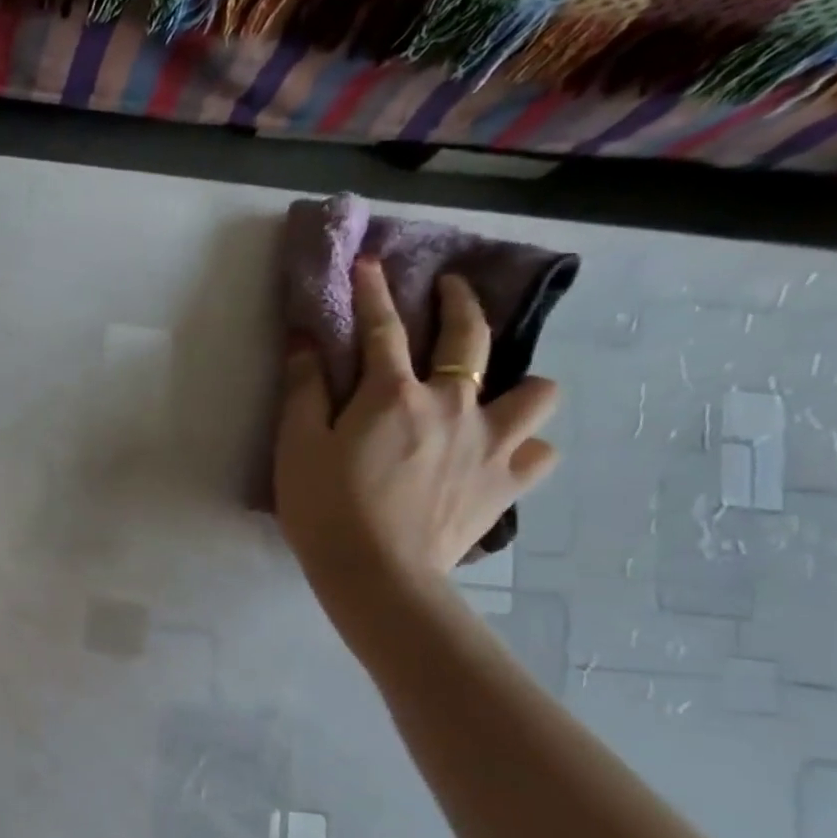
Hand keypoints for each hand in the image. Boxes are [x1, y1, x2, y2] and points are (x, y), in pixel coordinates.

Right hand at [275, 259, 559, 618]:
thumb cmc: (325, 508)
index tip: (370, 263)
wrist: (377, 574)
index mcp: (393, 394)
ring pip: (536, 389)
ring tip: (491, 395)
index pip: (382, 327)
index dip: (372, 291)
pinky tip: (501, 454)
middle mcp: (453, 404)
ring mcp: (491, 442)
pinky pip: (539, 450)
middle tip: (452, 289)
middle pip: (469, 336)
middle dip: (461, 302)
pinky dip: (524, 446)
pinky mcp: (508, 483)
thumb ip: (303, 389)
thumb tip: (304, 339)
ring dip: (516, 383)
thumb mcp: (296, 446)